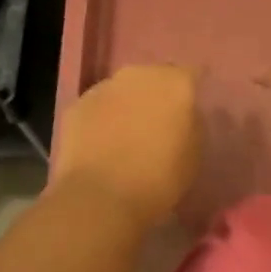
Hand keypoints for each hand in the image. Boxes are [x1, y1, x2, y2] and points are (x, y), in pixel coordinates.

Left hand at [50, 64, 200, 228]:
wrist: (101, 197)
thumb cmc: (159, 179)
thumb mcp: (194, 154)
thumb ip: (191, 124)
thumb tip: (182, 116)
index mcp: (175, 83)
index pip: (191, 76)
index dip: (189, 94)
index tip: (188, 114)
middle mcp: (139, 74)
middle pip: (152, 79)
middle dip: (156, 97)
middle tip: (157, 126)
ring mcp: (103, 87)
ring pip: (121, 91)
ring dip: (126, 107)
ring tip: (125, 139)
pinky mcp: (76, 105)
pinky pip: (97, 108)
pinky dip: (100, 121)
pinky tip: (100, 146)